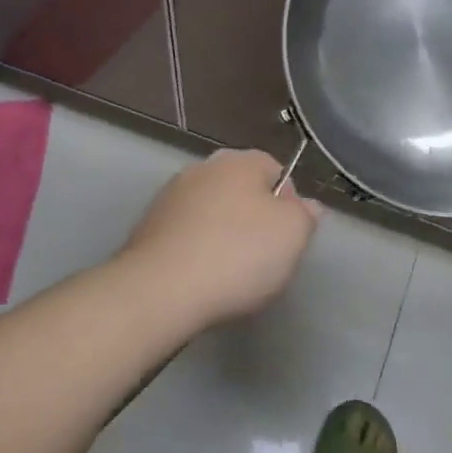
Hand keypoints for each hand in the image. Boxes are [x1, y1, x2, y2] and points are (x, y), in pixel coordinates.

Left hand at [119, 150, 321, 326]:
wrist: (159, 291)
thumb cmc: (237, 255)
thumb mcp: (293, 235)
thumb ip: (305, 215)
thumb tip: (305, 205)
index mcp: (239, 161)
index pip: (275, 170)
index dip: (288, 203)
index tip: (288, 237)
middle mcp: (202, 168)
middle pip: (241, 190)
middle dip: (253, 219)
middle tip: (263, 258)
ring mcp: (169, 197)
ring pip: (211, 213)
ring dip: (221, 234)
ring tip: (229, 274)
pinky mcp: (146, 228)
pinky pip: (185, 235)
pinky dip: (195, 251)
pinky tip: (200, 279)